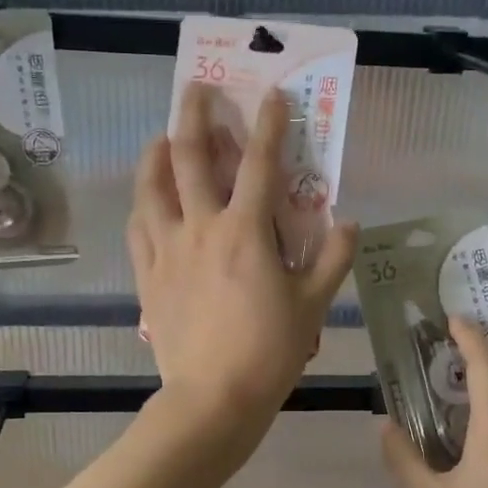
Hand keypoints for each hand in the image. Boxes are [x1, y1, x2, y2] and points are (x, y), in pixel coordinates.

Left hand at [129, 84, 355, 438]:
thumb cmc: (269, 351)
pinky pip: (138, 229)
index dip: (269, 125)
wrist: (213, 398)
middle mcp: (202, 228)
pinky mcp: (148, 275)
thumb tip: (348, 222)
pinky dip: (143, 206)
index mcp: (246, 232)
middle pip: (192, 158)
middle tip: (197, 89)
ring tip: (161, 138)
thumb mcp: (313, 305)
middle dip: (195, 116)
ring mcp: (167, 250)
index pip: (261, 164)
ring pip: (152, 187)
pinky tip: (147, 200)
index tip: (272, 95)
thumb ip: (332, 259)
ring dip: (156, 155)